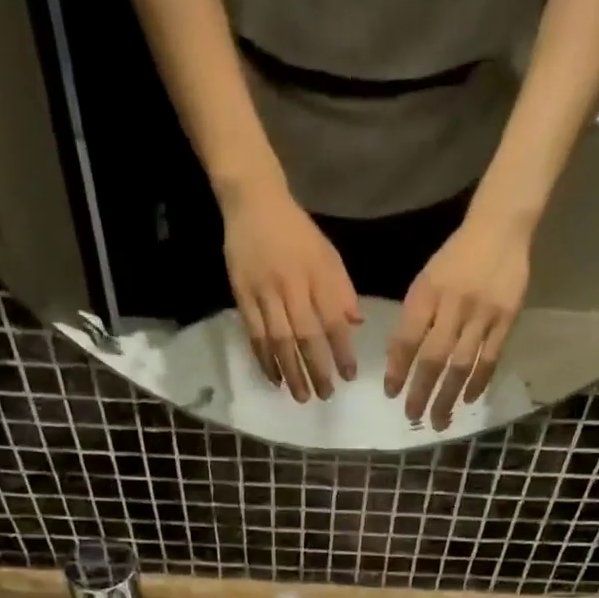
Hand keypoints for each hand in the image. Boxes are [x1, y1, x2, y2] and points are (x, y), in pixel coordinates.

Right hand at [222, 183, 361, 401]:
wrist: (253, 201)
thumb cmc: (296, 232)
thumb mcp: (327, 254)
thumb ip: (342, 289)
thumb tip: (356, 325)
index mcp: (317, 274)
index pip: (333, 319)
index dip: (342, 350)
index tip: (349, 376)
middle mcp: (292, 285)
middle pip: (306, 335)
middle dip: (317, 369)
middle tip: (325, 396)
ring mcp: (265, 292)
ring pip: (279, 340)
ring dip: (291, 371)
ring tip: (301, 396)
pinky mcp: (242, 296)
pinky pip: (255, 335)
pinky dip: (265, 360)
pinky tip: (274, 378)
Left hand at [385, 213, 531, 428]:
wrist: (500, 228)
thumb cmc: (455, 260)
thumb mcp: (426, 282)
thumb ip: (413, 319)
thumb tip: (397, 363)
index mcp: (428, 292)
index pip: (408, 339)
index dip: (397, 369)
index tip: (391, 393)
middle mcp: (453, 304)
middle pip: (434, 358)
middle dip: (421, 392)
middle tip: (412, 417)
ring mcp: (482, 313)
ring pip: (462, 364)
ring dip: (448, 396)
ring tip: (439, 420)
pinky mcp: (506, 318)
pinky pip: (490, 358)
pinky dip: (477, 382)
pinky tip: (467, 400)